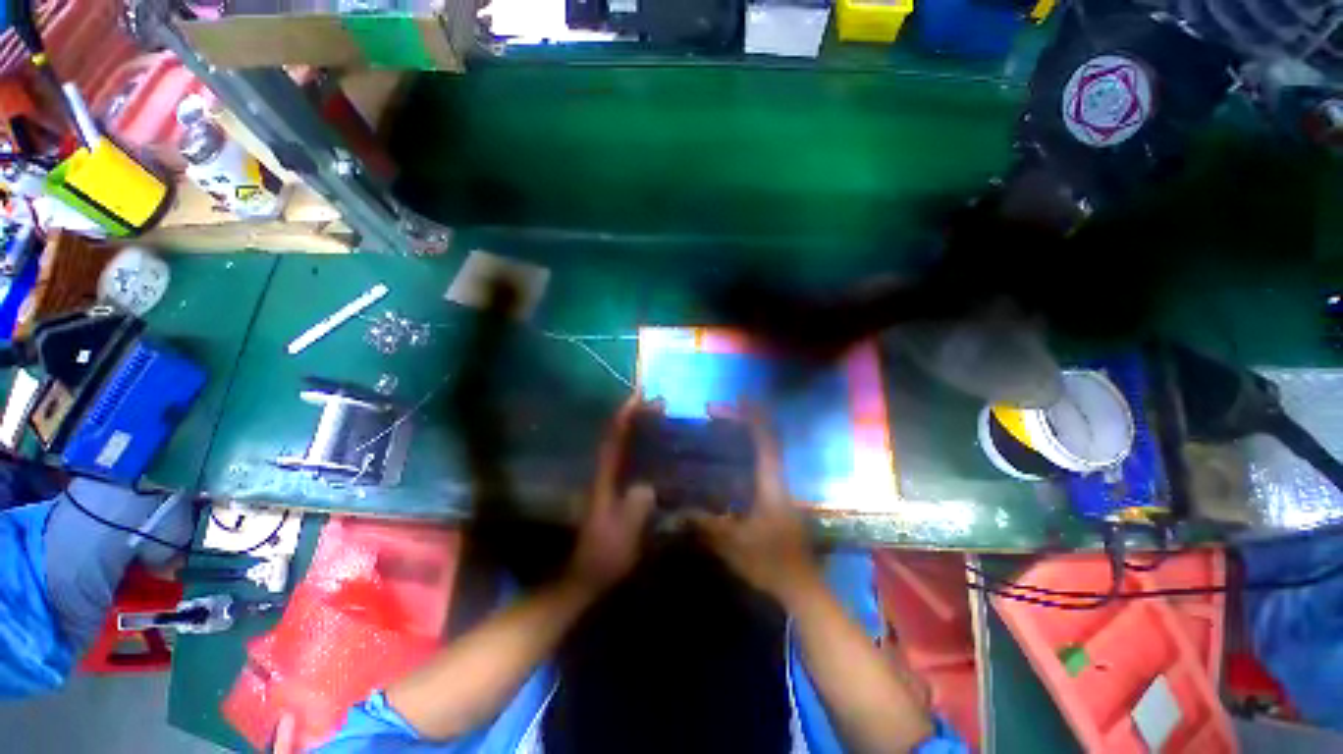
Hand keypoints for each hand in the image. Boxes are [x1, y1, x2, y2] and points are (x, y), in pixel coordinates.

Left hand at [565, 396, 657, 593]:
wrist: (586, 573)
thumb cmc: (604, 553)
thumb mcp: (624, 534)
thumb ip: (636, 509)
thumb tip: (648, 487)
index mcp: (605, 480)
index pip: (613, 440)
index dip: (624, 417)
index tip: (639, 397)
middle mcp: (604, 475)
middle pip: (617, 437)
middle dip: (634, 417)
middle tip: (657, 404)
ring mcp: (609, 483)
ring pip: (622, 447)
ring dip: (637, 430)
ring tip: (659, 418)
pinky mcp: (615, 492)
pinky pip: (628, 461)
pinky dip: (640, 448)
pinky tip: (657, 449)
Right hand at [691, 405, 820, 605]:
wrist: (802, 589)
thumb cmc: (771, 564)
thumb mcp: (733, 545)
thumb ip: (705, 527)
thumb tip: (678, 513)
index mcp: (772, 485)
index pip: (766, 442)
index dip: (755, 418)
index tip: (740, 400)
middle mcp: (779, 481)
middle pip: (769, 441)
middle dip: (749, 421)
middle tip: (722, 412)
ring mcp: (781, 491)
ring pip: (767, 454)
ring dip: (749, 437)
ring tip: (724, 428)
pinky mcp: (778, 501)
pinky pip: (763, 467)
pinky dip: (749, 455)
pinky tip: (730, 461)